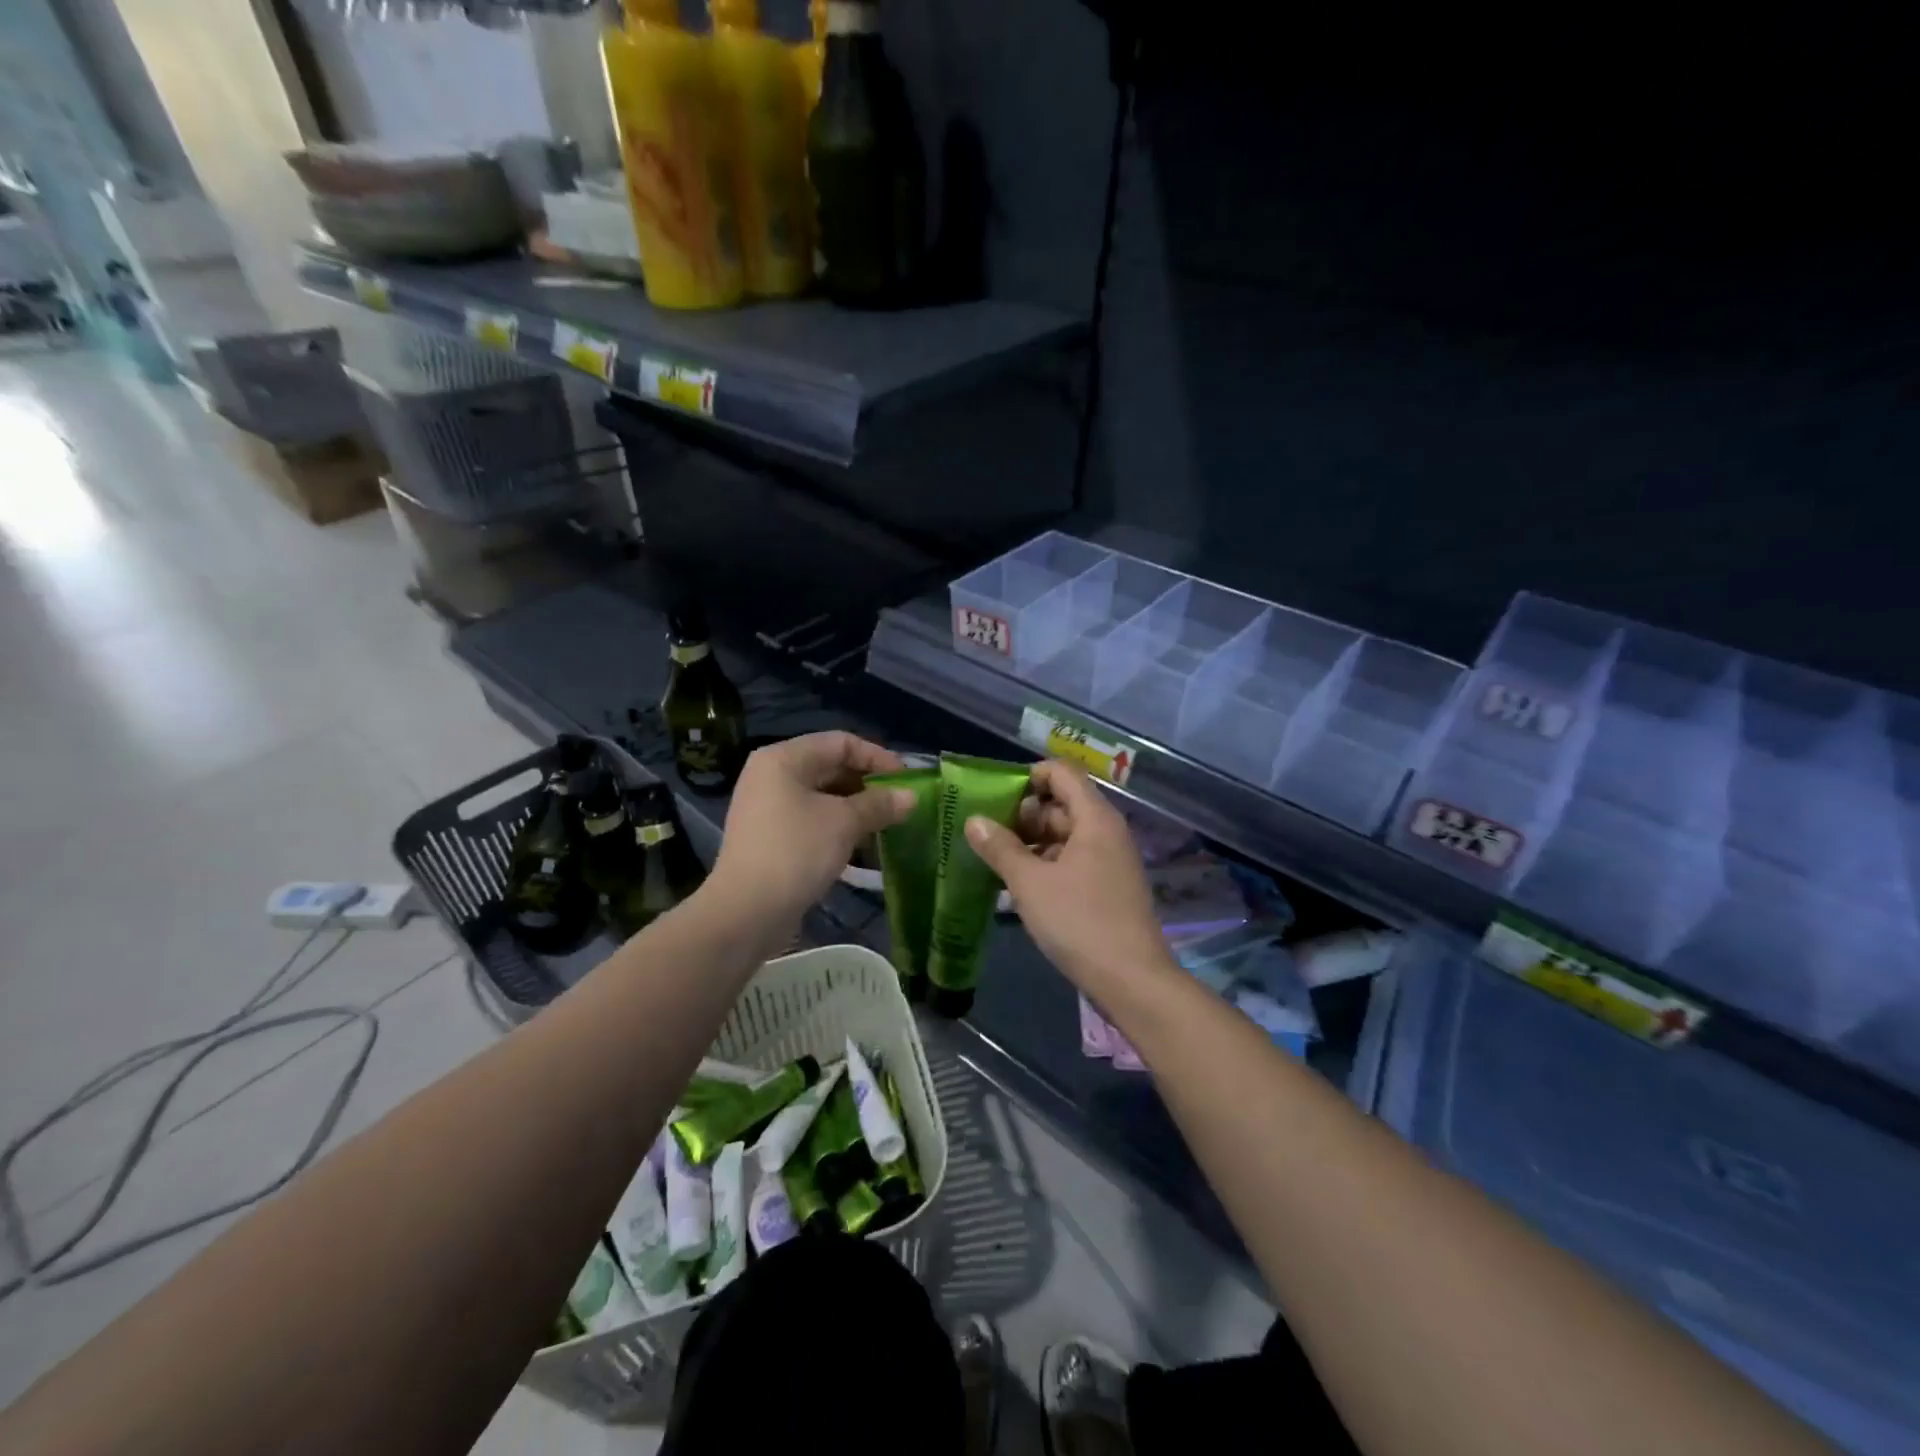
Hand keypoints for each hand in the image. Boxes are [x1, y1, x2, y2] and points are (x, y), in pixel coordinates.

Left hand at [707, 731, 912, 931]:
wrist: (746, 912)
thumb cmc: (796, 852)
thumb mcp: (844, 823)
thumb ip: (880, 804)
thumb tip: (911, 796)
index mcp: (784, 758)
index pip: (841, 742)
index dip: (878, 757)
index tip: (906, 781)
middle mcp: (772, 775)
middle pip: (831, 767)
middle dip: (869, 785)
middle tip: (901, 805)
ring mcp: (768, 807)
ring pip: (823, 797)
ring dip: (857, 809)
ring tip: (888, 826)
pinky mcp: (771, 837)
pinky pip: (813, 820)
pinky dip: (839, 828)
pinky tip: (863, 847)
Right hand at [963, 761, 1174, 997]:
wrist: (1132, 981)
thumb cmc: (1079, 922)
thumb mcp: (1030, 883)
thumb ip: (1000, 848)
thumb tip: (974, 820)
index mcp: (1094, 818)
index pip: (1062, 772)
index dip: (1029, 777)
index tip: (995, 799)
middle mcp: (1107, 831)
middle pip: (1062, 803)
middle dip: (1024, 815)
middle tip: (987, 835)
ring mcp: (1110, 860)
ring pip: (1065, 834)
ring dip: (1032, 842)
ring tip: (995, 860)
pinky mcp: (1108, 886)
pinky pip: (1073, 859)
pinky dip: (1047, 864)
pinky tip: (1020, 885)